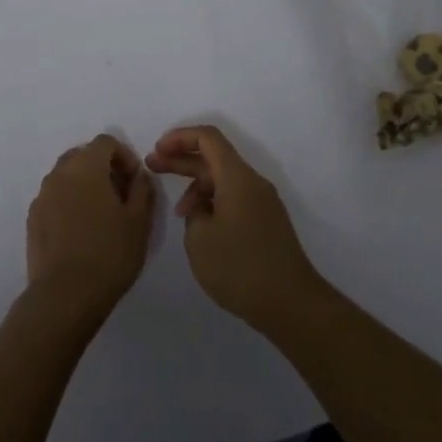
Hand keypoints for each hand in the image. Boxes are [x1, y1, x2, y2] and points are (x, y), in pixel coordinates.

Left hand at [25, 135, 154, 327]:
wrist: (65, 295)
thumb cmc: (109, 253)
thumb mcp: (139, 220)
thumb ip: (142, 189)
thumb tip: (139, 175)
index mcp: (86, 167)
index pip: (105, 142)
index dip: (124, 156)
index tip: (135, 181)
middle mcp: (59, 174)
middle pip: (82, 155)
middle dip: (103, 168)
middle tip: (120, 195)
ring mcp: (41, 197)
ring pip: (66, 177)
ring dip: (85, 185)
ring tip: (102, 215)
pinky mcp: (32, 219)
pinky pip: (54, 198)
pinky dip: (69, 203)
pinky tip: (81, 231)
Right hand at [146, 126, 320, 330]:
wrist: (290, 303)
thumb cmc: (240, 267)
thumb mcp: (200, 238)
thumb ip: (194, 213)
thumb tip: (203, 209)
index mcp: (238, 178)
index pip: (208, 138)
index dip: (179, 138)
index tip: (157, 150)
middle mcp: (253, 183)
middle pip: (214, 158)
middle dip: (181, 159)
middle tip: (151, 166)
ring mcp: (262, 203)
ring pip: (223, 180)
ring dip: (197, 186)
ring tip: (177, 212)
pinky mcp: (265, 222)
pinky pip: (234, 198)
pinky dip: (212, 202)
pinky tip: (199, 225)